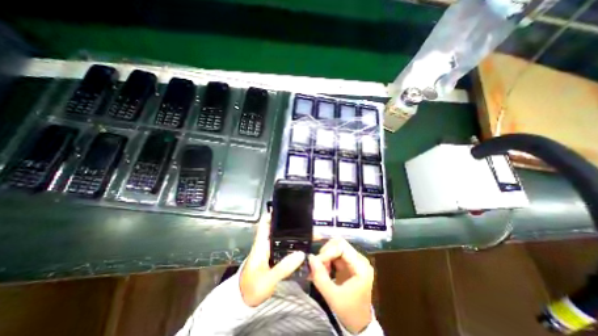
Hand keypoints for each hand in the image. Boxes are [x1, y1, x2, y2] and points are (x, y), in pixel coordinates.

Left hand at [240, 217, 304, 306]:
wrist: (245, 303)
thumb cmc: (252, 289)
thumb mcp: (267, 280)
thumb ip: (283, 267)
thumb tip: (300, 253)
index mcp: (261, 245)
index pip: (264, 223)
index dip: (272, 214)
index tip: (284, 207)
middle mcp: (265, 244)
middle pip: (277, 228)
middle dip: (289, 223)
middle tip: (304, 220)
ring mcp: (270, 251)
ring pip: (282, 238)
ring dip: (292, 234)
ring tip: (307, 231)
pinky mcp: (273, 258)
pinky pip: (284, 247)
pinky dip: (292, 244)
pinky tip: (302, 245)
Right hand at [308, 237, 371, 334]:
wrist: (359, 323)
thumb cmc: (349, 311)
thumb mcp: (332, 297)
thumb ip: (320, 277)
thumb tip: (310, 258)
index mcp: (361, 266)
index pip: (342, 247)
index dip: (327, 252)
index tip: (316, 263)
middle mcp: (359, 259)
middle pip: (339, 243)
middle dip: (326, 252)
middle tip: (318, 265)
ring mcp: (354, 259)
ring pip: (336, 246)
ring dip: (325, 255)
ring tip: (320, 269)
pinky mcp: (349, 262)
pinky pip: (335, 253)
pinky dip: (327, 258)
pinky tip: (323, 270)